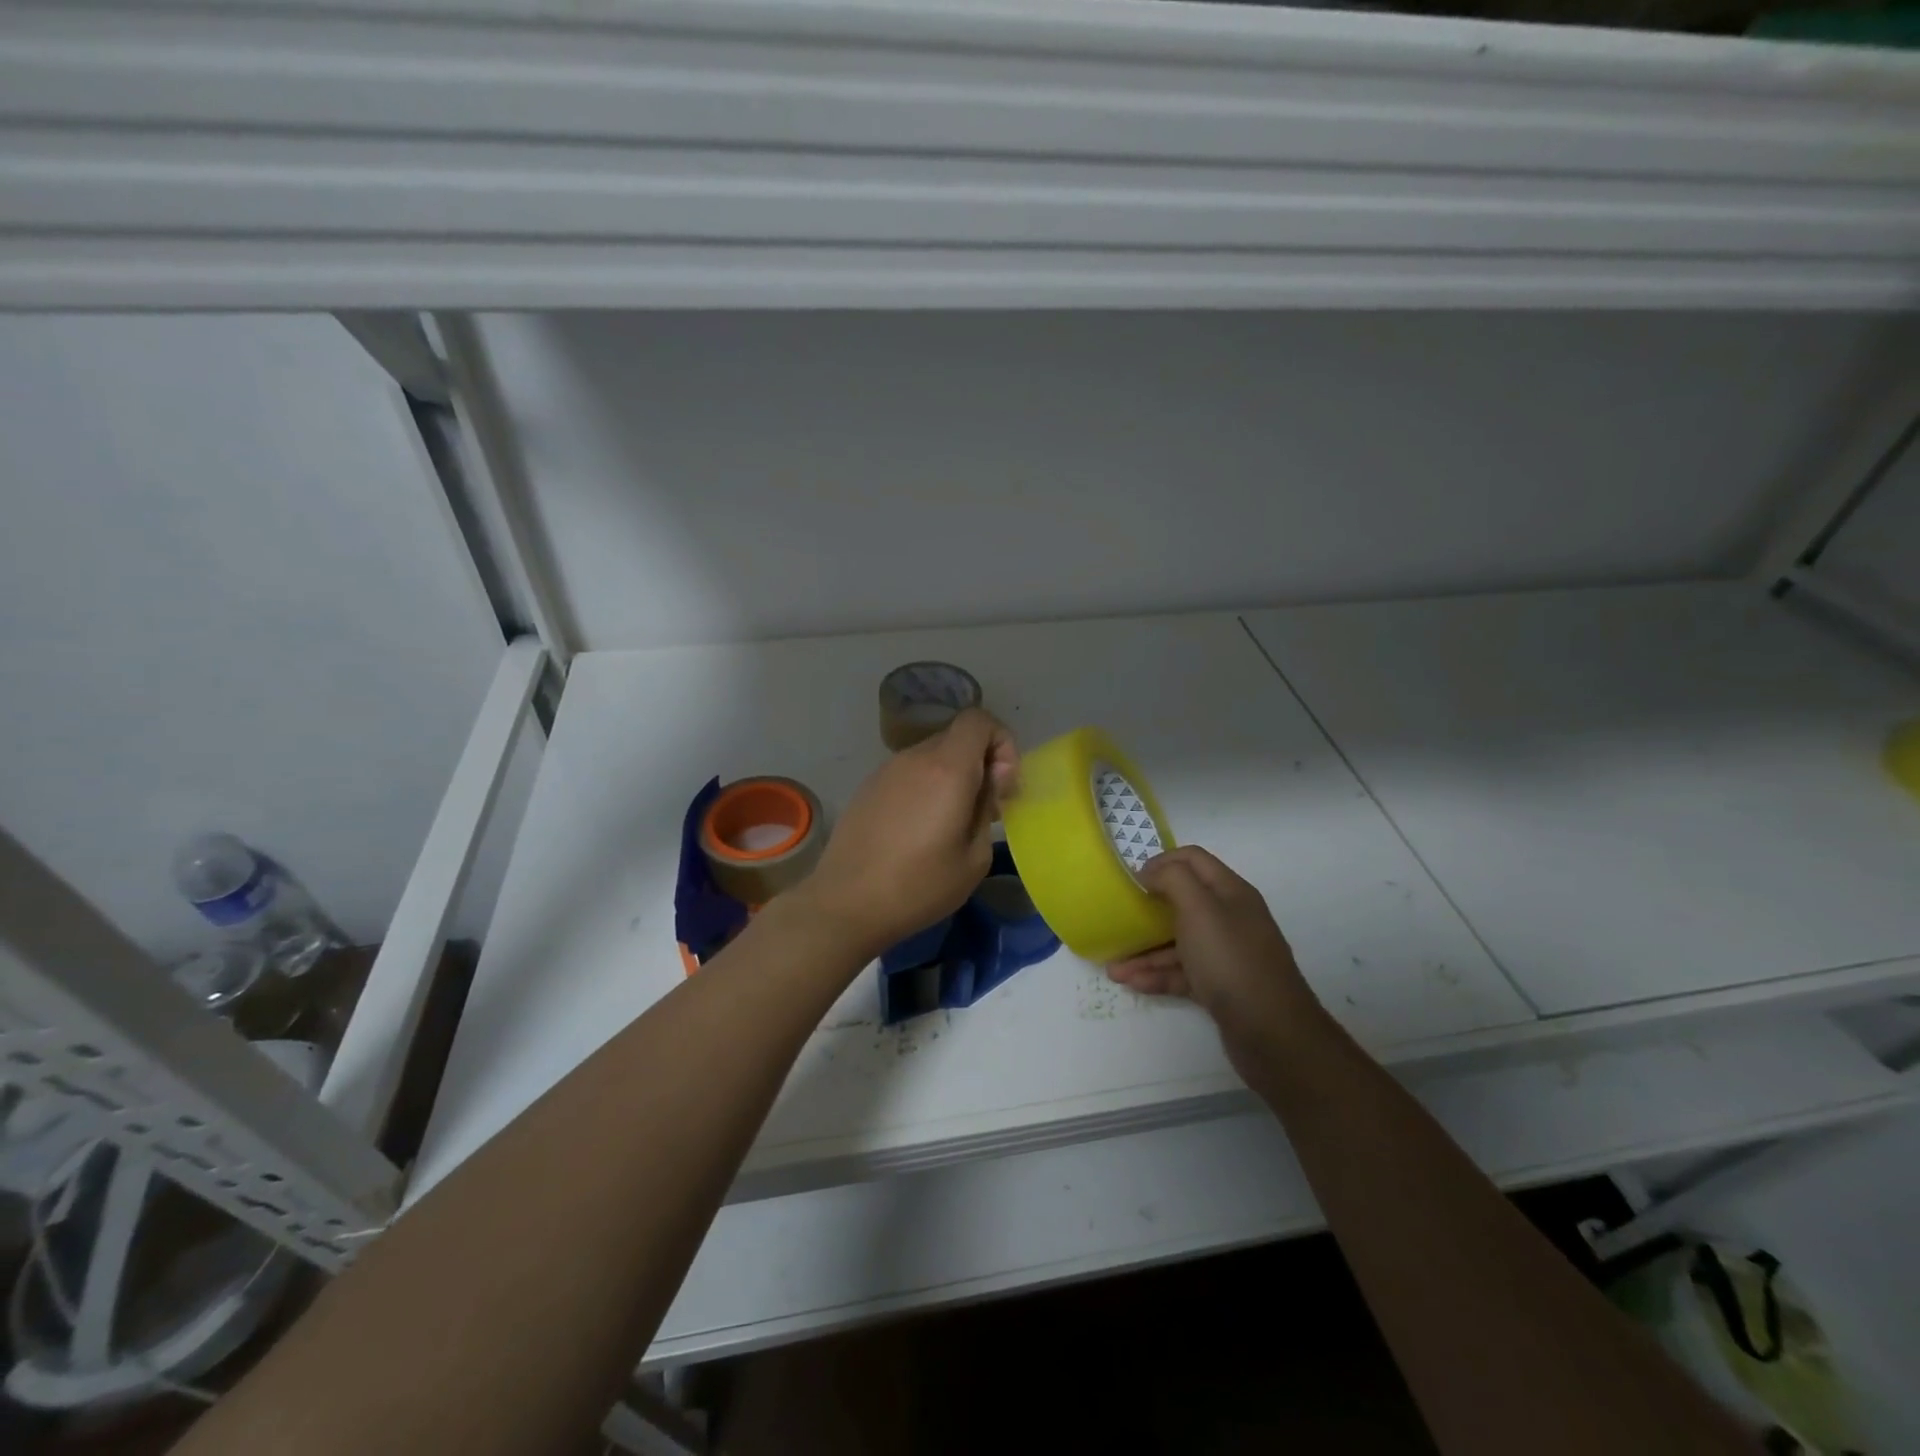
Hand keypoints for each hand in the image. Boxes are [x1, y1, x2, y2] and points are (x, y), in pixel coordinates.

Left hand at [800, 708, 1019, 958]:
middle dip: (980, 763)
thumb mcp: (974, 858)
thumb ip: (987, 808)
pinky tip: (918, 829)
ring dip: (951, 777)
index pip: (979, 720)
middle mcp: (915, 758)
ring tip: (950, 823)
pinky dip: (926, 787)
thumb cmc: (918, 886)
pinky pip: (909, 773)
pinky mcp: (868, 787)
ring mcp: (887, 770)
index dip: (1001, 742)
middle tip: (983, 809)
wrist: (846, 903)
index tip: (1002, 784)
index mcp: (947, 769)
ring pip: (932, 755)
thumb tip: (988, 783)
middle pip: (957, 737)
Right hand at [1106, 846, 1326, 1070]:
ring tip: (1113, 966)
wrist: (1272, 1033)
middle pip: (1183, 902)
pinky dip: (1157, 975)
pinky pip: (1183, 972)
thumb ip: (1173, 879)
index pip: (1193, 859)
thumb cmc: (1230, 960)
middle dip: (1147, 909)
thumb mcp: (1199, 909)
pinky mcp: (1221, 986)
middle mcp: (1230, 918)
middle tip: (1118, 916)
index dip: (1161, 862)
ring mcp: (1226, 954)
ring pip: (1178, 942)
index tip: (1130, 878)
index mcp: (1230, 892)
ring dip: (1145, 951)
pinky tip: (1132, 983)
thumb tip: (1151, 871)